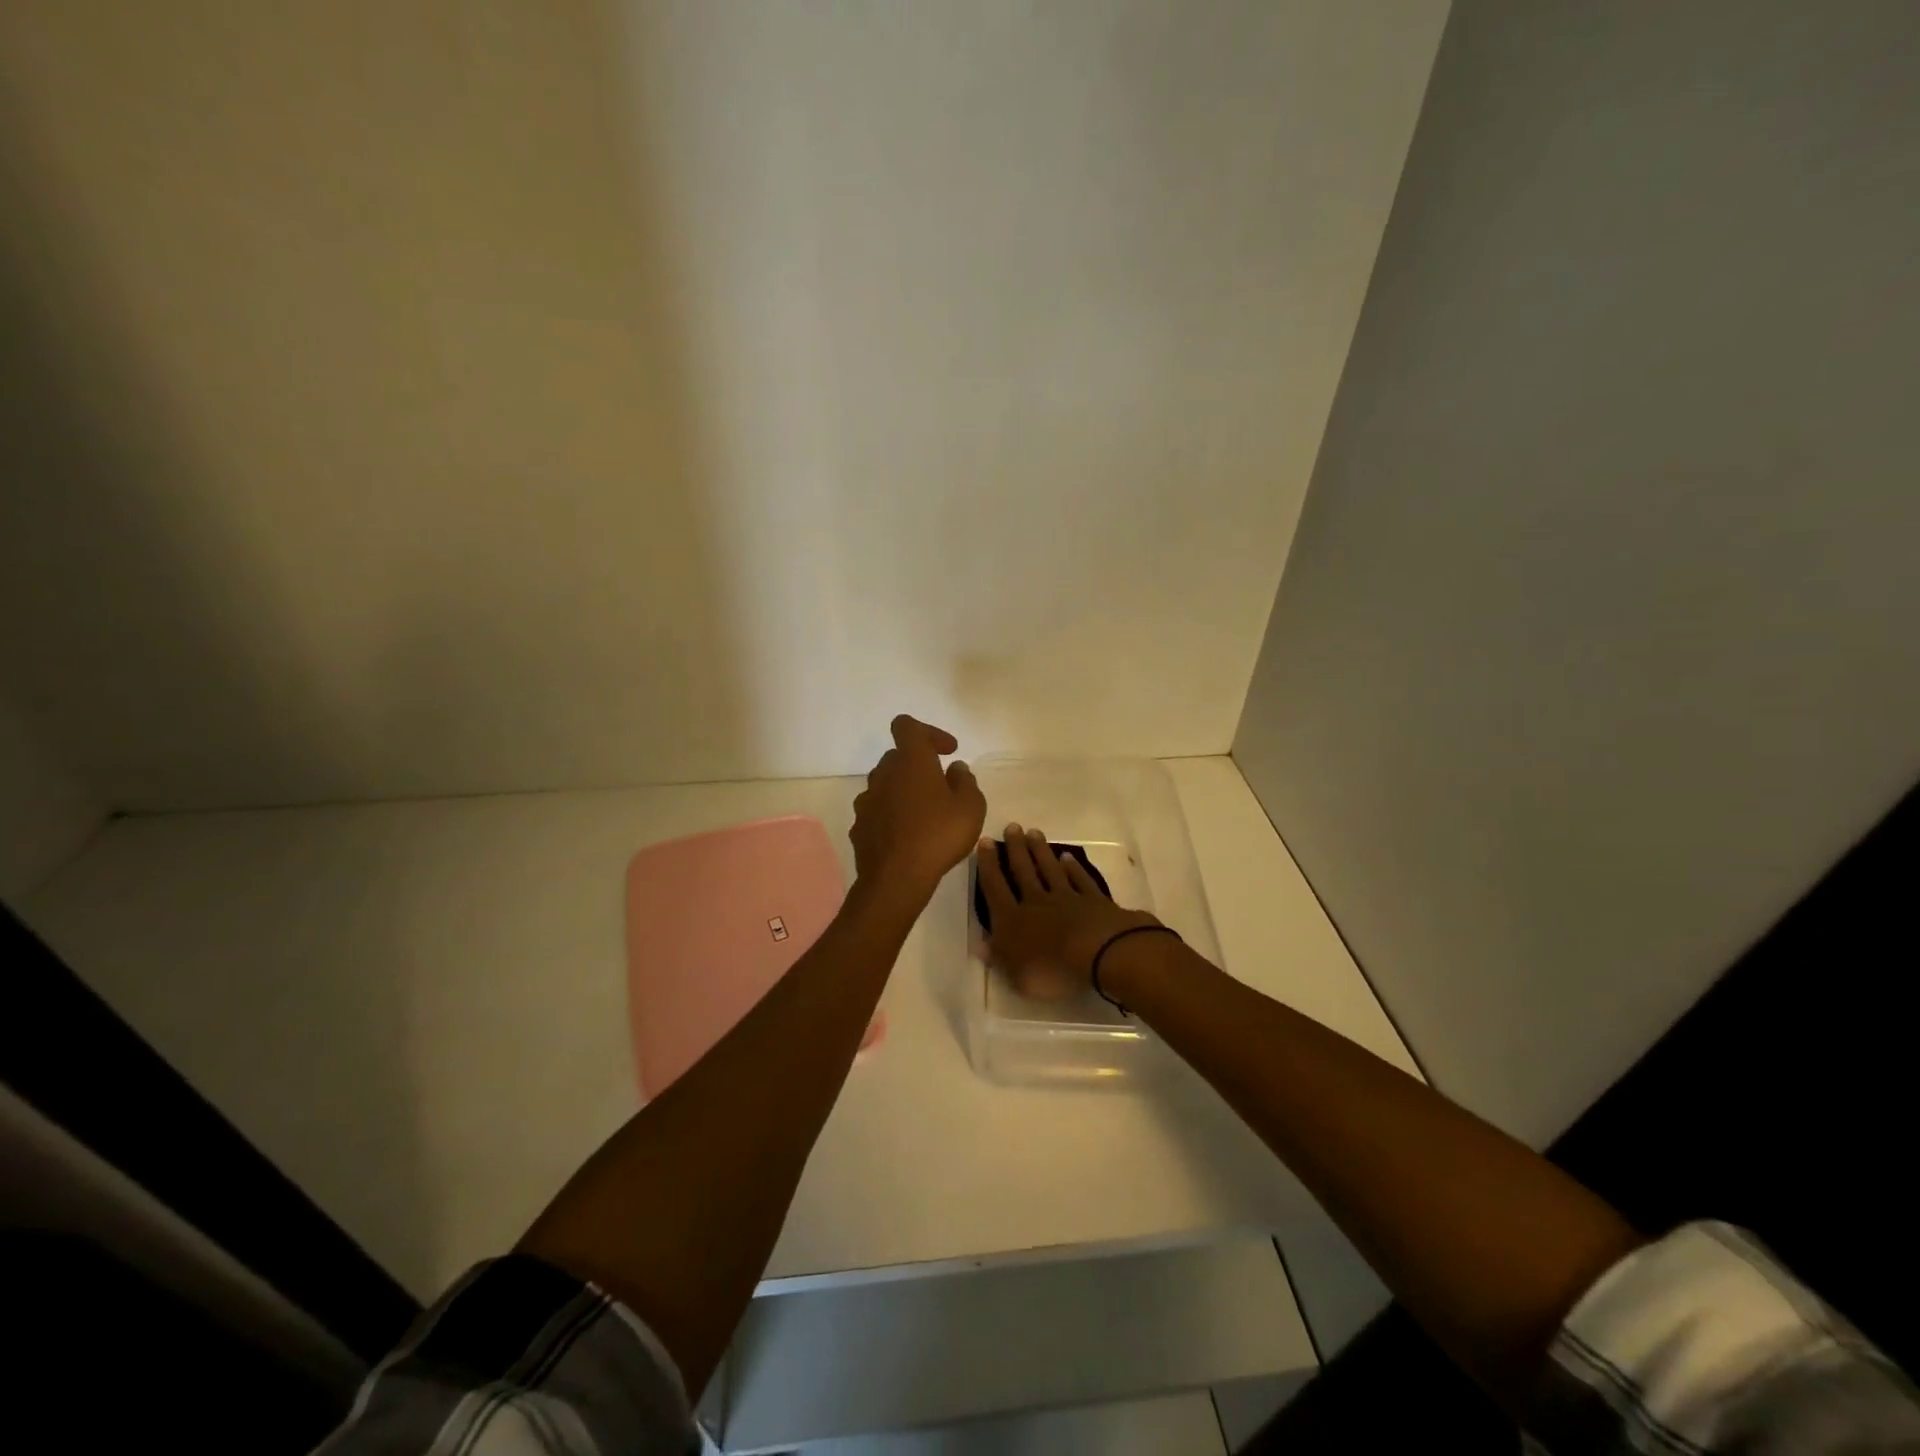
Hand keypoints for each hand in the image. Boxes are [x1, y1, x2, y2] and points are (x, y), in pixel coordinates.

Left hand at [849, 716, 987, 901]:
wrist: (896, 879)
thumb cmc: (938, 835)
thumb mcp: (970, 807)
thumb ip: (966, 782)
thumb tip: (956, 769)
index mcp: (911, 761)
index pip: (907, 726)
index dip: (928, 732)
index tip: (947, 752)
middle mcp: (884, 774)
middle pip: (897, 756)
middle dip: (918, 765)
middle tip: (941, 786)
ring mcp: (867, 800)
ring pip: (885, 784)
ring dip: (903, 791)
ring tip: (924, 814)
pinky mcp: (859, 826)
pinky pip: (877, 811)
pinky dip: (891, 815)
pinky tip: (906, 836)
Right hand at [976, 824, 1160, 1002]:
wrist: (1100, 953)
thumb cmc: (1052, 970)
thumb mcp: (1016, 975)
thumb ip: (998, 956)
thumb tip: (980, 944)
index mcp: (1012, 920)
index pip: (995, 888)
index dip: (988, 865)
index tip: (985, 842)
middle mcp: (1037, 902)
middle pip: (1023, 871)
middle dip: (1015, 849)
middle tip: (1012, 826)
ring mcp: (1067, 899)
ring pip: (1050, 870)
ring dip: (1041, 852)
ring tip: (1034, 833)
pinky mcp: (1094, 901)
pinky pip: (1080, 881)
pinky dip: (1074, 869)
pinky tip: (1068, 858)